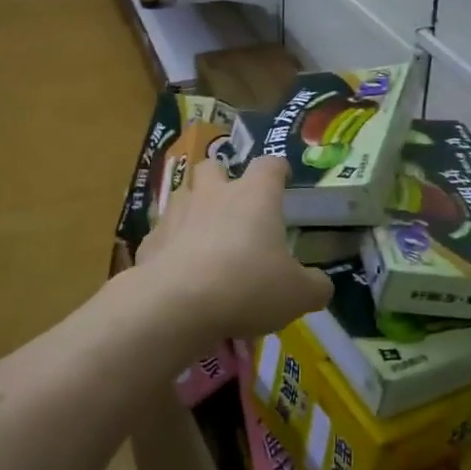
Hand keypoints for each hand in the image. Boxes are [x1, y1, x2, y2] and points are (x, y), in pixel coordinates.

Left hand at [136, 156, 332, 344]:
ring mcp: (175, 214)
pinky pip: (162, 235)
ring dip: (192, 210)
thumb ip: (314, 286)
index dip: (278, 170)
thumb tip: (320, 285)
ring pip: (182, 195)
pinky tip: (177, 270)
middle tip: (233, 205)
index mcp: (254, 197)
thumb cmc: (246, 287)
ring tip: (203, 238)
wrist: (176, 304)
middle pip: (213, 167)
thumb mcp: (297, 295)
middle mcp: (212, 194)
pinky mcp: (149, 241)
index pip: (269, 166)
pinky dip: (170, 246)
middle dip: (221, 179)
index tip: (282, 178)